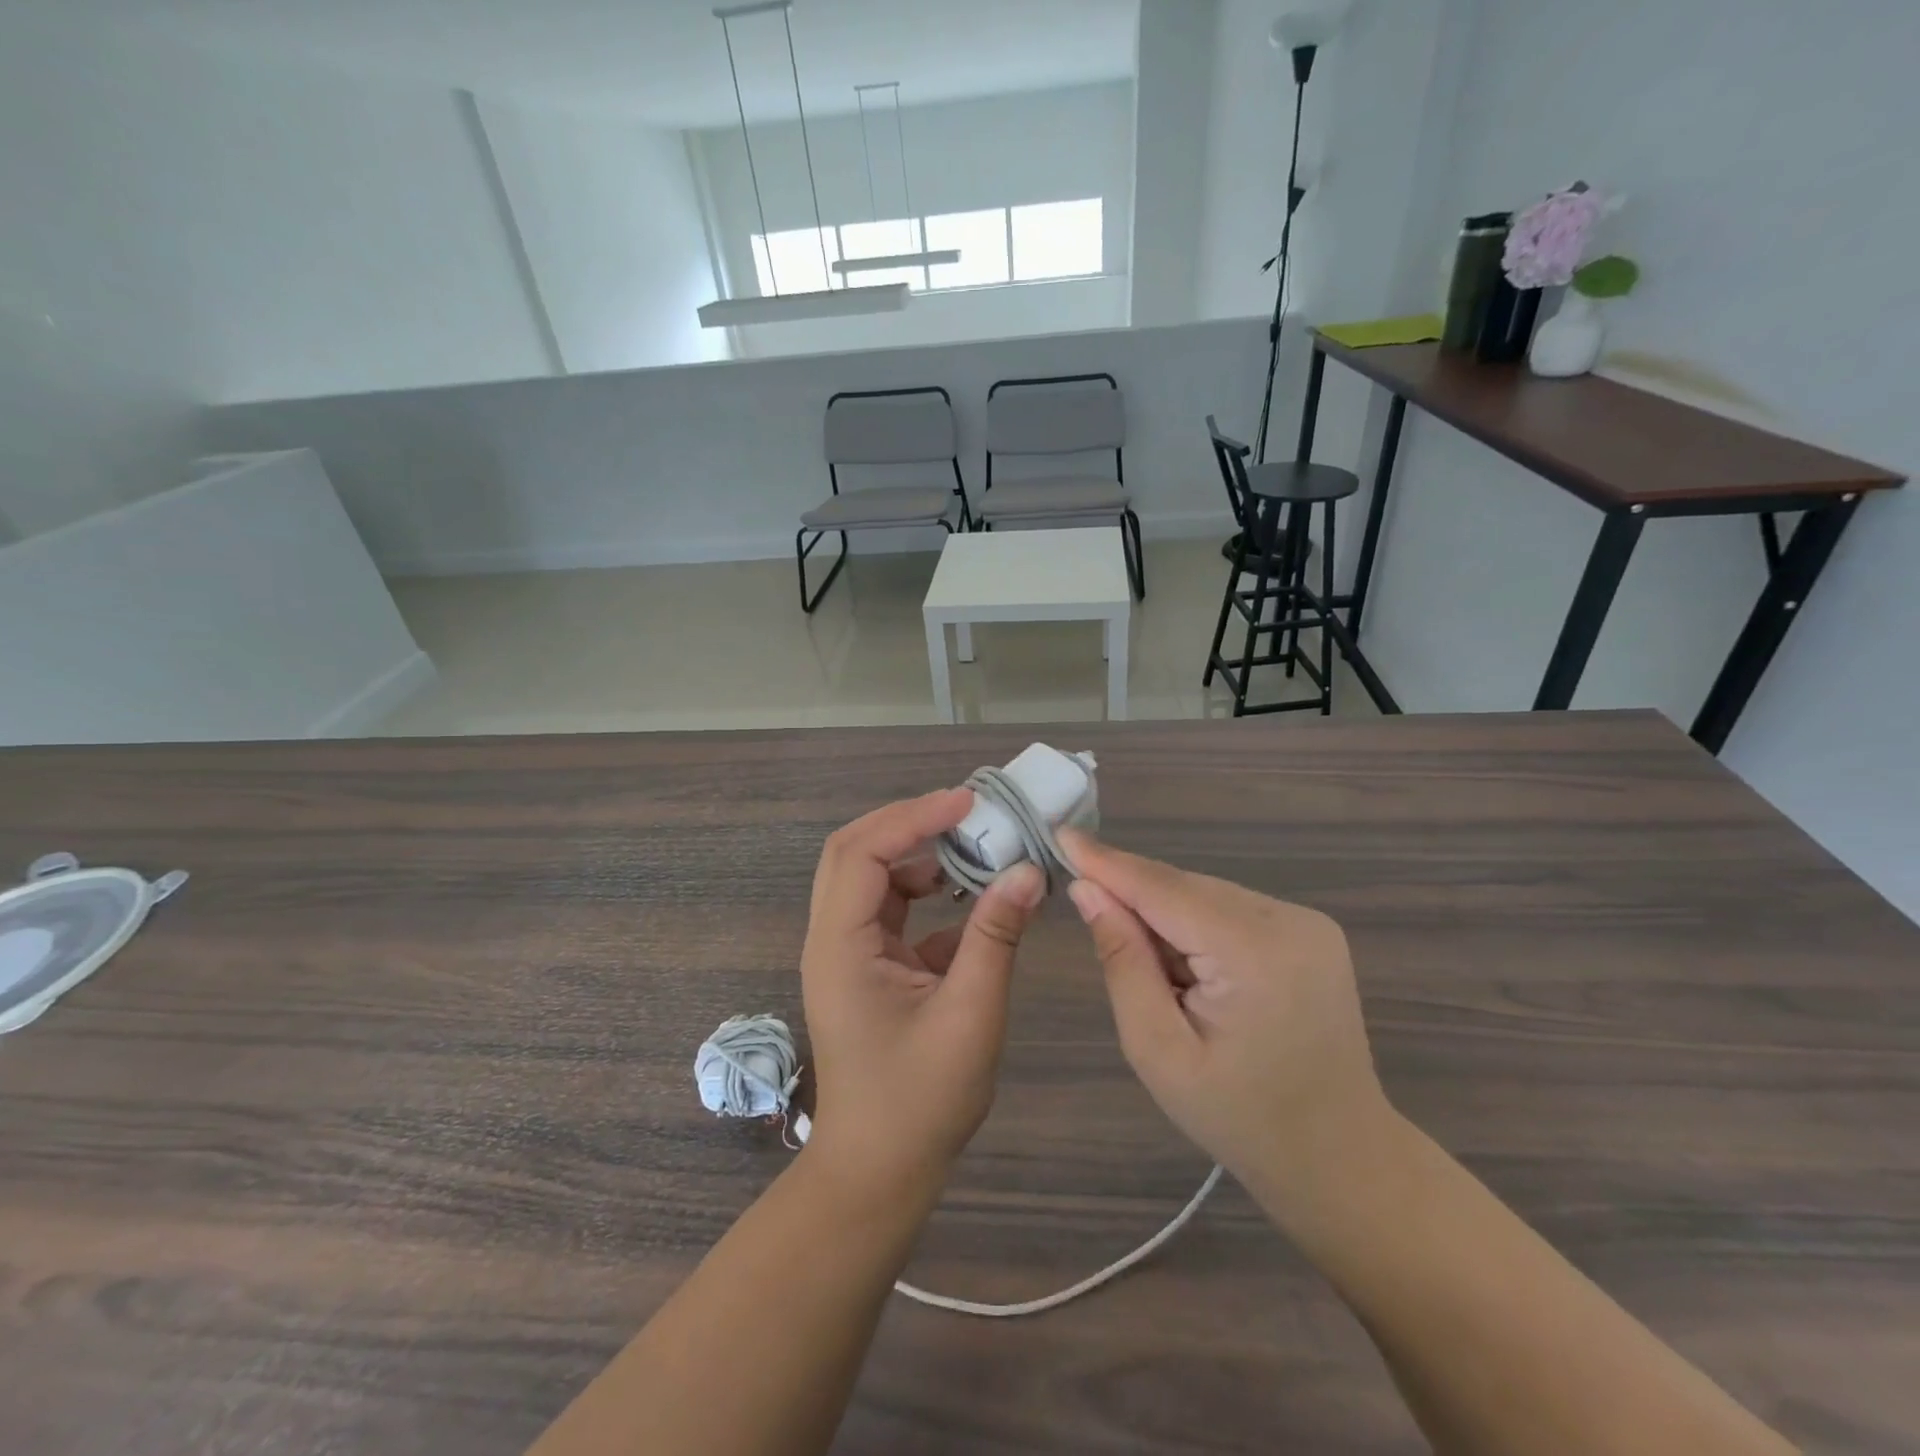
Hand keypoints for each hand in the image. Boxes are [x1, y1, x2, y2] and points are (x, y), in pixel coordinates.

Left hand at [800, 789, 1045, 1195]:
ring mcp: (846, 952)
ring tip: (975, 847)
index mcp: (841, 945)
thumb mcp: (969, 1014)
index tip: (968, 803)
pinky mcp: (867, 968)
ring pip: (873, 878)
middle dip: (909, 823)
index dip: (914, 817)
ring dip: (920, 856)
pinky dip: (927, 895)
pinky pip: (892, 913)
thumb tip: (1028, 871)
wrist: (879, 1172)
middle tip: (966, 812)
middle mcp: (833, 938)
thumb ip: (996, 936)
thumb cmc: (920, 1101)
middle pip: (855, 852)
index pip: (865, 852)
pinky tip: (971, 903)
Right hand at [1058, 828, 1390, 1208]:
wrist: (1339, 1156)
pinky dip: (1195, 924)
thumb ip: (1122, 961)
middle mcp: (1288, 920)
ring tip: (1156, 973)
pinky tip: (1189, 967)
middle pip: (1185, 888)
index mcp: (1254, 953)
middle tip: (1089, 914)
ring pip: (1205, 894)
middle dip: (1133, 895)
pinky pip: (1229, 908)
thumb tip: (1087, 890)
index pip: (1163, 889)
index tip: (1060, 835)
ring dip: (1165, 915)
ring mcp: (1307, 921)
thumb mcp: (1157, 1049)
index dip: (1107, 862)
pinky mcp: (1310, 930)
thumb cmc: (1239, 1117)